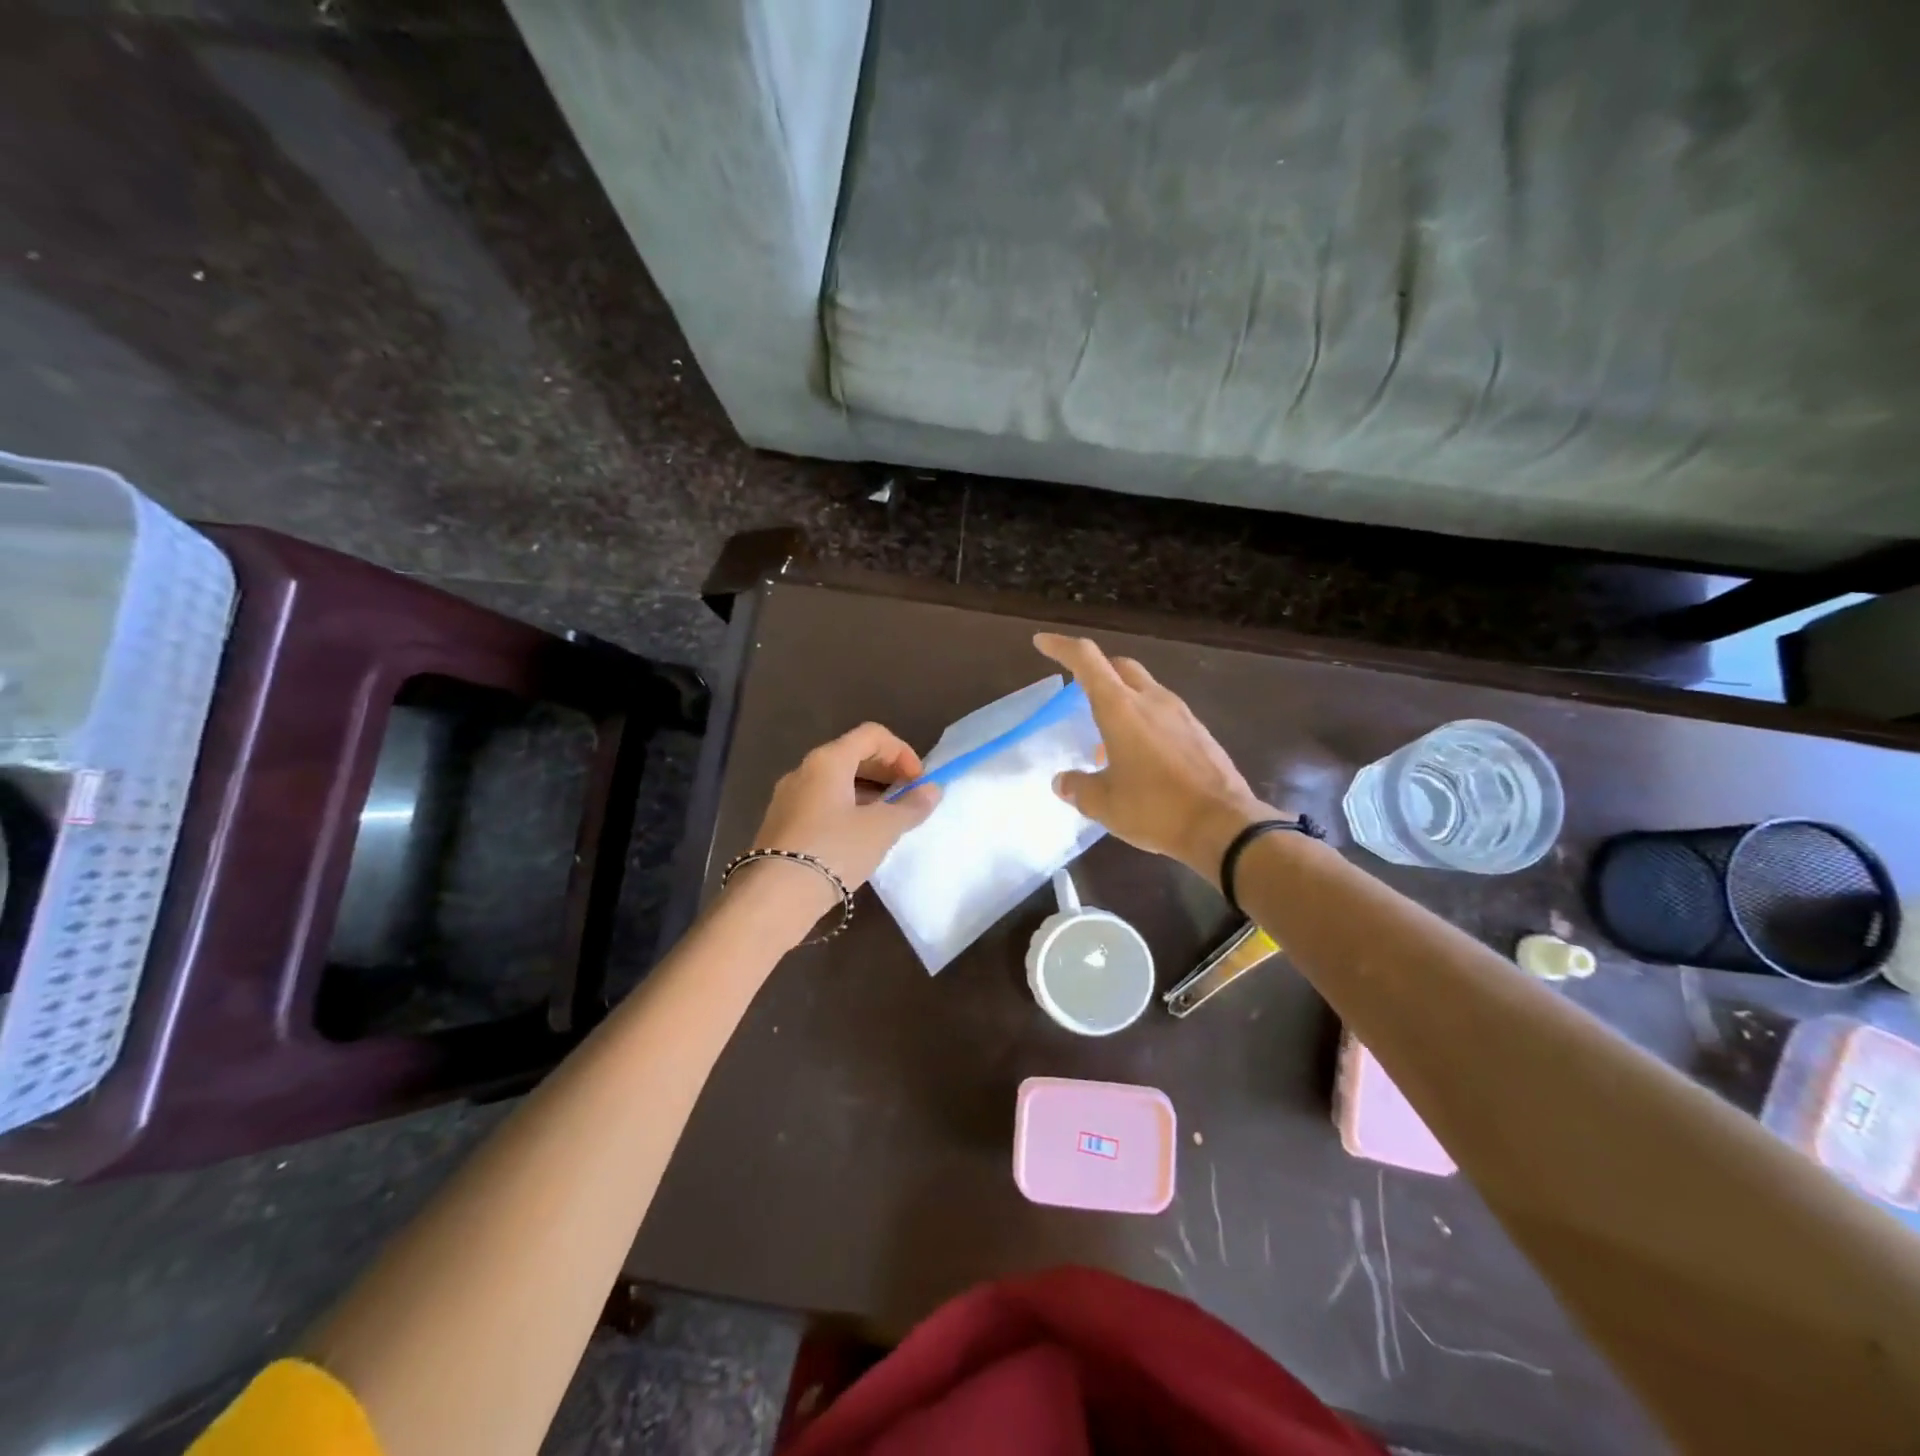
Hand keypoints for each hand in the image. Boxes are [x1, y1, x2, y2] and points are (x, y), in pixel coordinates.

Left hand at [737, 722, 941, 925]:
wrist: (776, 896)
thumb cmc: (834, 851)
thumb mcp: (881, 829)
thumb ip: (910, 806)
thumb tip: (932, 790)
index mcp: (828, 760)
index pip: (872, 735)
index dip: (902, 752)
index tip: (918, 782)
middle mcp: (804, 770)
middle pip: (852, 754)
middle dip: (886, 771)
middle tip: (907, 799)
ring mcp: (788, 796)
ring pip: (836, 780)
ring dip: (868, 792)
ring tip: (887, 820)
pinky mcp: (782, 822)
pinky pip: (821, 801)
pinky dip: (847, 807)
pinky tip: (859, 836)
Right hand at [1034, 633, 1276, 880]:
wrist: (1224, 826)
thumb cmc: (1155, 809)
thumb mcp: (1104, 804)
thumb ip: (1078, 787)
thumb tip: (1063, 781)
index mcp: (1121, 708)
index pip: (1087, 660)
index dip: (1061, 646)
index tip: (1042, 642)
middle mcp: (1152, 700)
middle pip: (1120, 666)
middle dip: (1096, 671)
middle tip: (1078, 692)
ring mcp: (1181, 714)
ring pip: (1144, 689)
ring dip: (1122, 700)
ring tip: (1107, 738)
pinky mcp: (1200, 733)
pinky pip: (1164, 713)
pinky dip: (1144, 721)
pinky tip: (1140, 756)